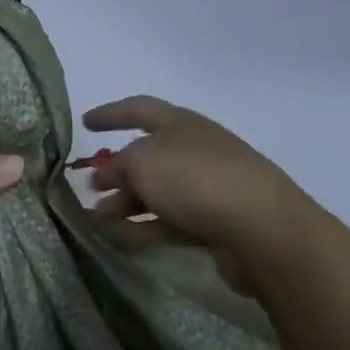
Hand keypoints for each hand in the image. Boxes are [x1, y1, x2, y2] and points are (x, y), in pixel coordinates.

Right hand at [83, 95, 331, 295]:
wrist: (264, 230)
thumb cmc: (196, 180)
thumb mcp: (141, 163)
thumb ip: (117, 166)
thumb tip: (106, 175)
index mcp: (180, 123)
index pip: (138, 109)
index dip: (110, 114)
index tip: (85, 123)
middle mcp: (194, 150)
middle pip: (147, 156)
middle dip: (115, 172)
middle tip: (88, 190)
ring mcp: (208, 188)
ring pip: (157, 192)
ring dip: (124, 204)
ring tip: (96, 223)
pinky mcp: (216, 224)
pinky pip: (170, 221)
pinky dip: (144, 228)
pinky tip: (120, 240)